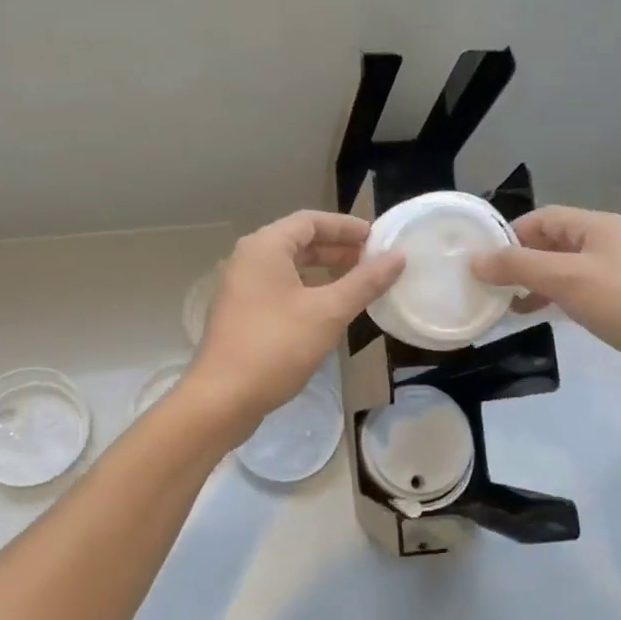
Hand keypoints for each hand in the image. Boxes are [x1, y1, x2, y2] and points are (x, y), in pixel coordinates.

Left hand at [184, 211, 404, 434]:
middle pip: (299, 241)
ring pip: (289, 266)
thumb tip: (398, 257)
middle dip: (337, 249)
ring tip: (357, 282)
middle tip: (372, 260)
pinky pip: (279, 287)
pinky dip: (307, 289)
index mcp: (265, 247)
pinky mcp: (241, 312)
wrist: (222, 398)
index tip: (377, 238)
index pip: (311, 221)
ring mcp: (241, 286)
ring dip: (323, 270)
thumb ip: (365, 282)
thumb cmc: (276, 346)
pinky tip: (329, 309)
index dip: (346, 226)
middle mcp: (248, 259)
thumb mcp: (329, 312)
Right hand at [469, 206, 620, 404]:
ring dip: (538, 283)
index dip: (510, 236)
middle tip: (492, 287)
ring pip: (567, 268)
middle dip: (521, 261)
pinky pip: (583, 290)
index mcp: (598, 226)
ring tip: (511, 306)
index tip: (483, 262)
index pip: (543, 218)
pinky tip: (547, 317)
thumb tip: (475, 259)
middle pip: (554, 242)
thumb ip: (519, 267)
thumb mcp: (567, 280)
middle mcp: (610, 242)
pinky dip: (559, 299)